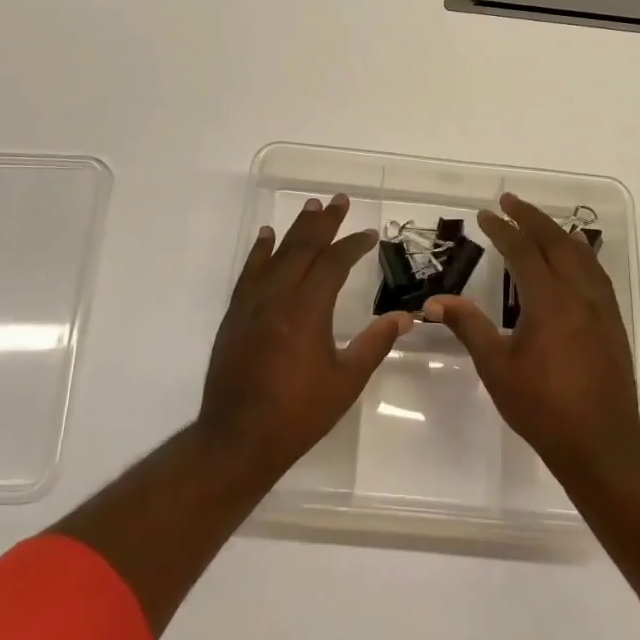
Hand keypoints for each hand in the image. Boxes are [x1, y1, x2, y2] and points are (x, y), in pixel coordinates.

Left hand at [197, 193, 409, 480]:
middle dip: (324, 223)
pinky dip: (259, 251)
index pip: (333, 264)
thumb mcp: (345, 382)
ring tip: (311, 207)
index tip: (368, 235)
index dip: (352, 245)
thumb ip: (374, 344)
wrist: (237, 439)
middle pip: (303, 248)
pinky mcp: (235, 315)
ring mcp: (252, 304)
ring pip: (276, 255)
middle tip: (339, 200)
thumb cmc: (297, 414)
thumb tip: (405, 317)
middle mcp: (278, 297)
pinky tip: (266, 237)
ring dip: (295, 230)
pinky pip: (249, 273)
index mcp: (307, 311)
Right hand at [426, 192, 639, 477]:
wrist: (601, 442)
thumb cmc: (542, 405)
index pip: (523, 250)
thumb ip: (468, 326)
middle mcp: (579, 293)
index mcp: (549, 301)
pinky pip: (596, 273)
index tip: (485, 214)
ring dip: (557, 232)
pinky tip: (573, 260)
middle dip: (531, 217)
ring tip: (539, 223)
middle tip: (509, 201)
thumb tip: (435, 301)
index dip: (503, 229)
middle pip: (556, 241)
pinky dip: (579, 254)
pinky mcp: (612, 322)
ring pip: (581, 254)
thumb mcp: (496, 366)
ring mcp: (601, 307)